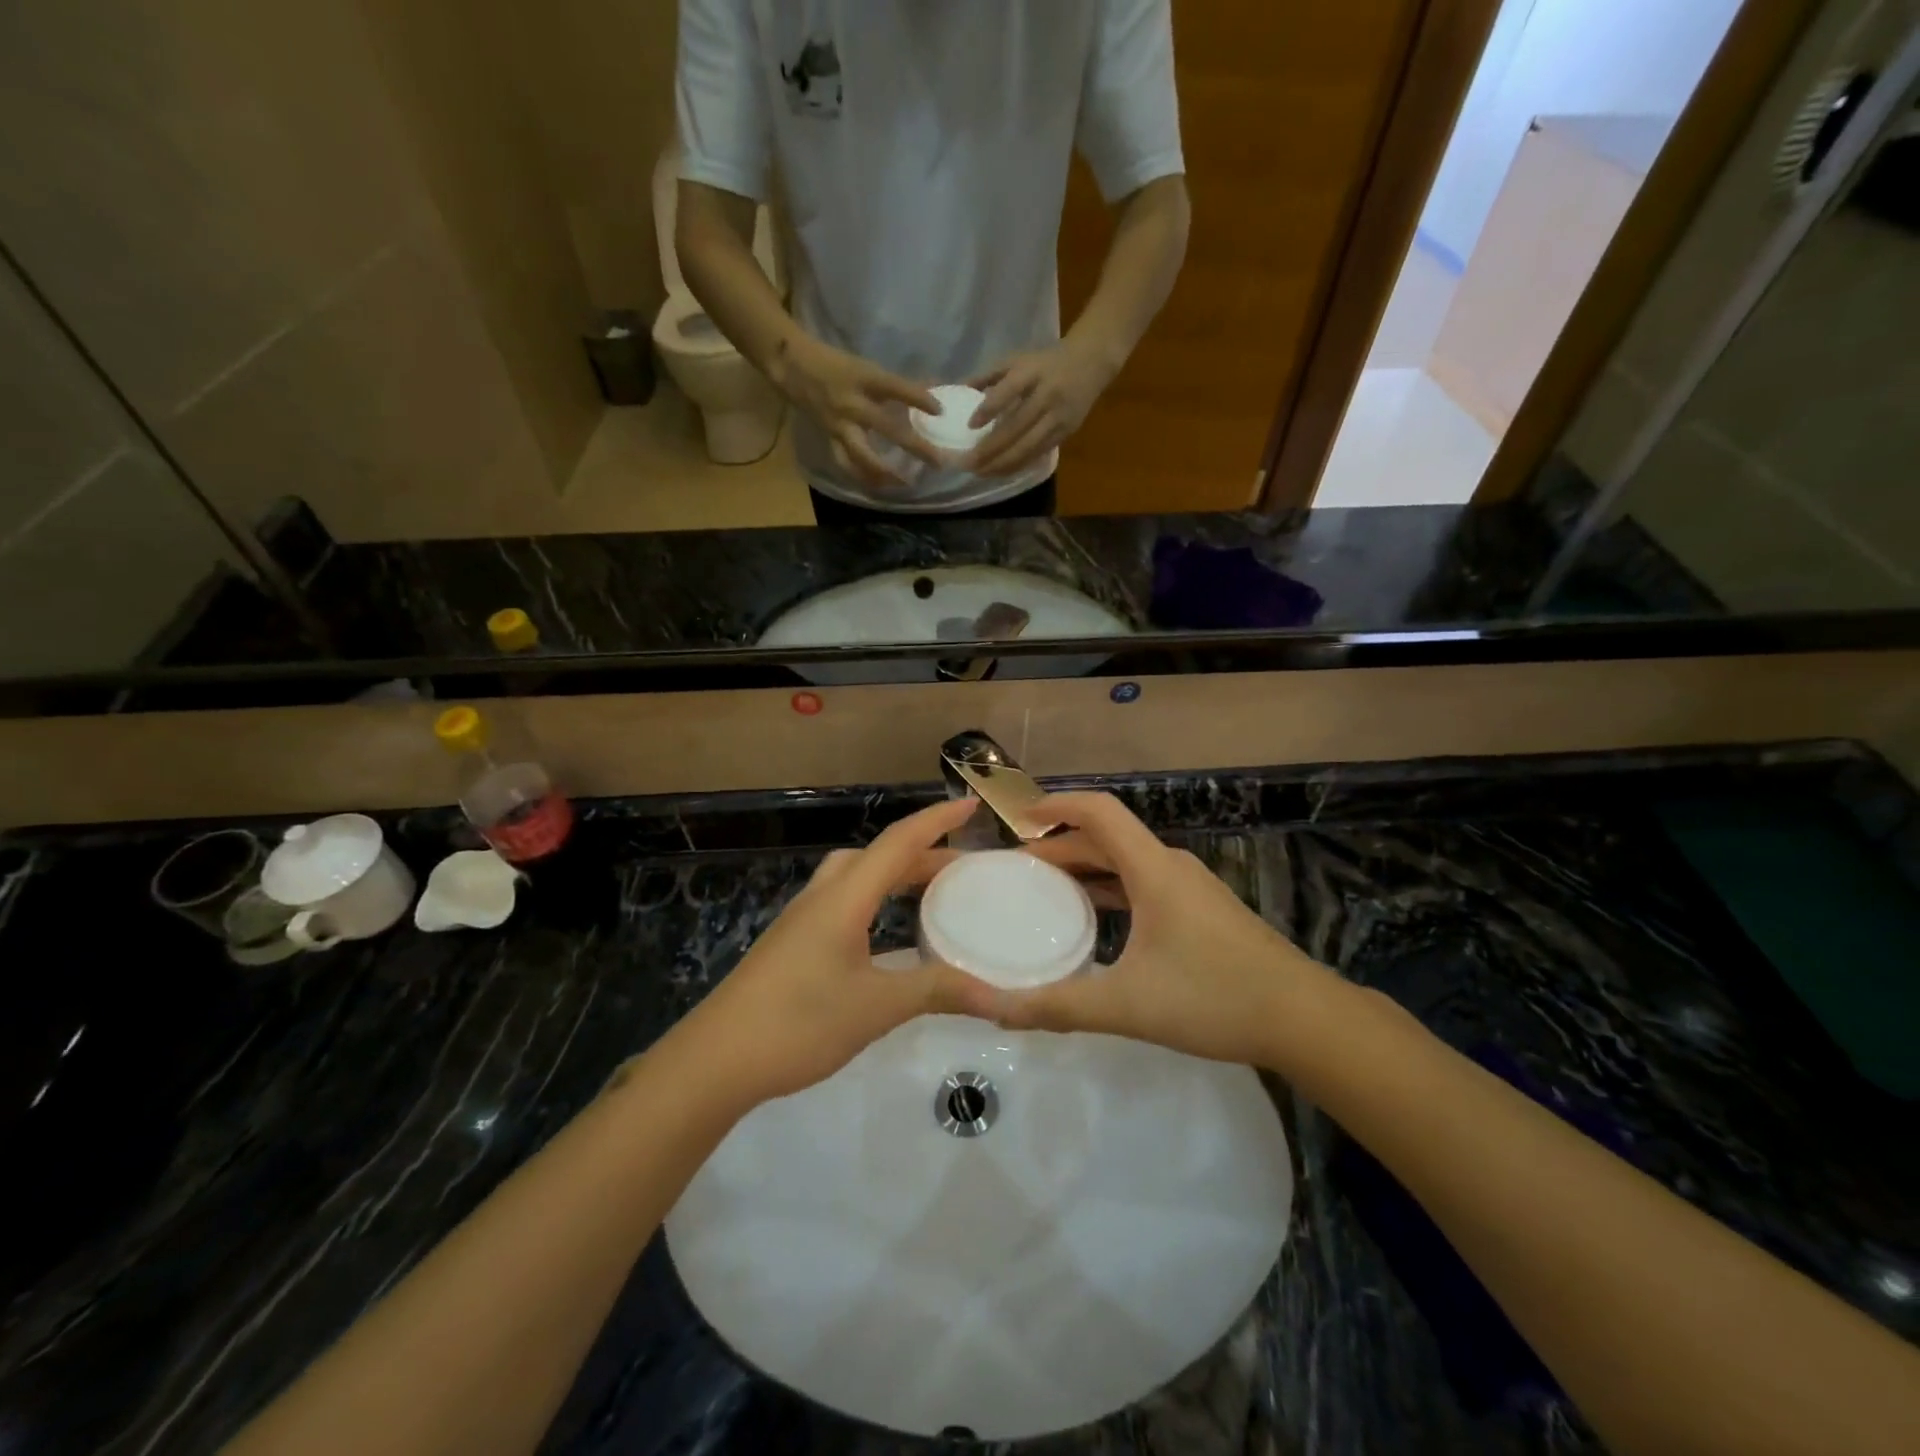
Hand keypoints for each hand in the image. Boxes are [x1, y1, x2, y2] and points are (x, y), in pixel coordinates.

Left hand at [676, 797, 993, 1107]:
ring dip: (894, 874)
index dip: (936, 820)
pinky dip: (874, 899)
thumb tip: (1002, 998)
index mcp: (845, 898)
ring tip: (929, 894)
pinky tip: (886, 934)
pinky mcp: (792, 942)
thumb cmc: (798, 1023)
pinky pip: (843, 900)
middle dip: (923, 853)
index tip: (971, 804)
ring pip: (856, 876)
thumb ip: (938, 992)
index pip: (898, 842)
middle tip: (963, 869)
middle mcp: (823, 896)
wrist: (715, 1060)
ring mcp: (802, 919)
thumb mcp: (876, 1007)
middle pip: (877, 855)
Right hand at [774, 332, 943, 487]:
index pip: (896, 388)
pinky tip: (877, 486)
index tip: (940, 411)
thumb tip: (934, 389)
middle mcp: (853, 404)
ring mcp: (840, 425)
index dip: (918, 398)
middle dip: (914, 447)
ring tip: (904, 484)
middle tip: (937, 462)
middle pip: (888, 429)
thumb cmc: (835, 364)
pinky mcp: (830, 438)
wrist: (792, 367)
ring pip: (863, 456)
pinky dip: (861, 476)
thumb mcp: (866, 367)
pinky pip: (846, 463)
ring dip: (885, 473)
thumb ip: (898, 384)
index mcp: (864, 379)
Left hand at [965, 338, 1115, 476]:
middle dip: (990, 449)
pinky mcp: (1065, 433)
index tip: (970, 426)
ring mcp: (1058, 418)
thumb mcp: (1018, 360)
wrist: (1091, 363)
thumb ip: (989, 375)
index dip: (989, 409)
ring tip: (980, 473)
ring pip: (1027, 447)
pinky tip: (1000, 472)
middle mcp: (1047, 396)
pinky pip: (1037, 454)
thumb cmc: (1046, 362)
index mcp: (1033, 372)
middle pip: (1016, 428)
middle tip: (968, 463)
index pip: (1009, 391)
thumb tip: (959, 389)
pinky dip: (1017, 465)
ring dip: (1001, 464)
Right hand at [982, 793, 1341, 1067]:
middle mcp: (1171, 867)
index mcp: (1153, 869)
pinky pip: (1144, 883)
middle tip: (1019, 870)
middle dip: (1060, 846)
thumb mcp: (1128, 1005)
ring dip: (1086, 868)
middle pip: (1107, 837)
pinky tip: (1097, 921)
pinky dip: (1111, 888)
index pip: (1098, 811)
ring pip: (1127, 862)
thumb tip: (998, 1010)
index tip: (1019, 820)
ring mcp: (1191, 888)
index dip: (1056, 806)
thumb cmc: (1215, 998)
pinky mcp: (1203, 911)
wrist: (1305, 1019)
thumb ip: (1059, 1006)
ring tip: (1047, 891)